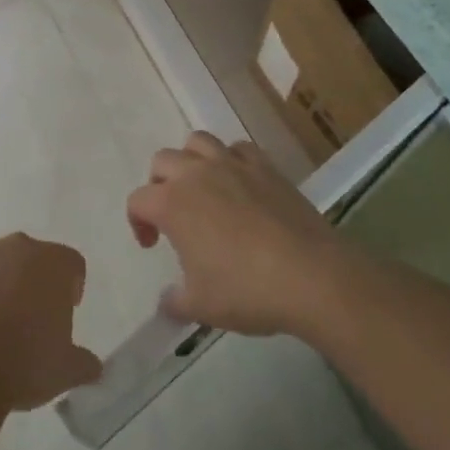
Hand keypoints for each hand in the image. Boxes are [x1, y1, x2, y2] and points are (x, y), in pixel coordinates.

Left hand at [0, 234, 103, 410]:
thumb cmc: (25, 361)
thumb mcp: (65, 371)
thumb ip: (83, 363)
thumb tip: (91, 366)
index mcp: (53, 263)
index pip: (71, 264)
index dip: (70, 287)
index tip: (64, 312)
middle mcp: (16, 246)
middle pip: (29, 258)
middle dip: (29, 282)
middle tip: (26, 320)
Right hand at [127, 131, 342, 336]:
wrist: (312, 276)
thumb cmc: (247, 290)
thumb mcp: (201, 307)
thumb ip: (175, 302)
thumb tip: (167, 302)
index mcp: (172, 203)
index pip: (138, 200)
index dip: (138, 222)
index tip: (152, 245)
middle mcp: (196, 174)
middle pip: (163, 161)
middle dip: (160, 184)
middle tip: (173, 215)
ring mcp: (233, 165)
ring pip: (198, 142)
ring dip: (192, 160)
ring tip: (202, 188)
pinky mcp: (265, 166)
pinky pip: (238, 148)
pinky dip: (231, 159)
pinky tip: (240, 183)